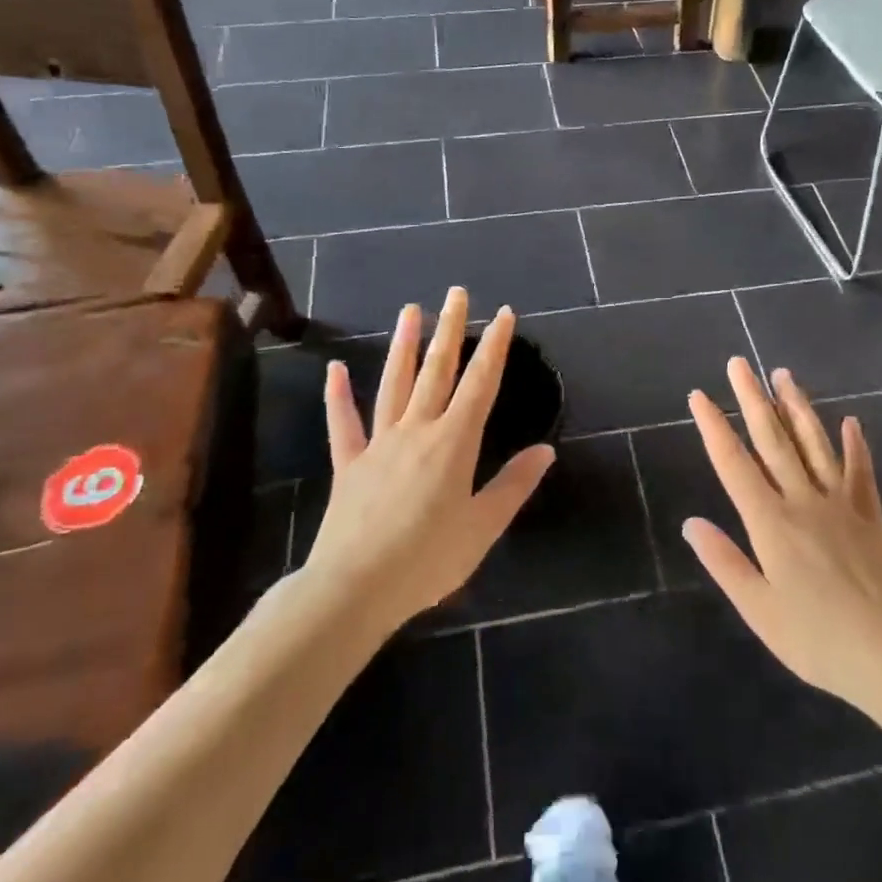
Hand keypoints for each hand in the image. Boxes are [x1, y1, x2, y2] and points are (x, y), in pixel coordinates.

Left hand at [297, 288, 554, 633]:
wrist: (355, 589)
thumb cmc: (428, 560)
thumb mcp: (483, 527)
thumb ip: (514, 485)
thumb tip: (546, 450)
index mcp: (454, 443)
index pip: (481, 384)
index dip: (494, 346)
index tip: (503, 313)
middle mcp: (417, 431)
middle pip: (437, 371)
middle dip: (450, 329)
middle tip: (456, 292)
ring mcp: (379, 444)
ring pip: (393, 384)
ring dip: (403, 346)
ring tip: (410, 310)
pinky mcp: (349, 465)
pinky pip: (343, 424)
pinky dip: (338, 396)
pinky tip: (335, 369)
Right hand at [683, 360, 881, 713]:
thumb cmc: (816, 639)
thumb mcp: (759, 610)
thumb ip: (724, 562)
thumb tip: (690, 523)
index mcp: (770, 523)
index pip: (734, 464)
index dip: (714, 427)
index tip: (699, 395)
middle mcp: (802, 501)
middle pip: (772, 440)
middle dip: (752, 399)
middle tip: (739, 363)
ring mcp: (840, 505)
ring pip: (814, 444)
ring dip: (797, 407)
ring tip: (784, 375)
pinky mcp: (870, 517)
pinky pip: (861, 473)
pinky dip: (856, 445)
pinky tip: (852, 421)